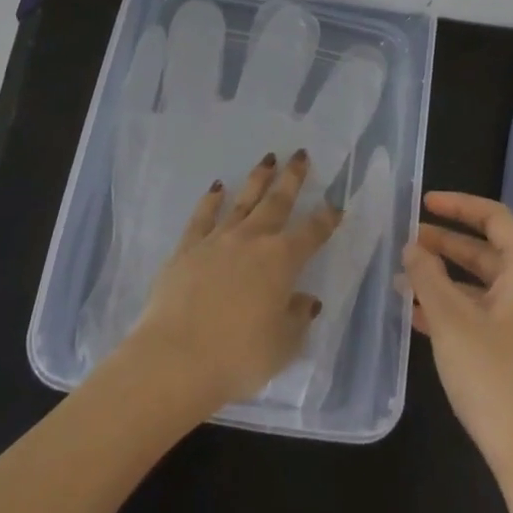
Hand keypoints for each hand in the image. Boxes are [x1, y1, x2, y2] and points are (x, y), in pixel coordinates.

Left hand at [123, 150, 341, 413]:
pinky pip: (202, 217)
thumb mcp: (282, 346)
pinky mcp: (187, 248)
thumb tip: (306, 300)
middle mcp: (252, 240)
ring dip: (257, 179)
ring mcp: (217, 240)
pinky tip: (216, 187)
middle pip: (277, 202)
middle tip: (300, 154)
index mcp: (282, 261)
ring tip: (267, 159)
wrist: (175, 358)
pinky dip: (211, 200)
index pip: (312, 233)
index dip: (326, 218)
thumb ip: (297, 319)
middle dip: (292, 178)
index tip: (336, 204)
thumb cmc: (238, 357)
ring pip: (242, 201)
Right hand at [400, 192, 512, 495]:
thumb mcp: (452, 323)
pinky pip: (496, 317)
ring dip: (449, 282)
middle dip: (446, 246)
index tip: (422, 204)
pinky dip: (462, 311)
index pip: (494, 218)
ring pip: (490, 288)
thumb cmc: (499, 382)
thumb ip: (428, 277)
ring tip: (405, 283)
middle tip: (407, 244)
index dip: (457, 206)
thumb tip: (413, 247)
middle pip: (491, 252)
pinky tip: (424, 322)